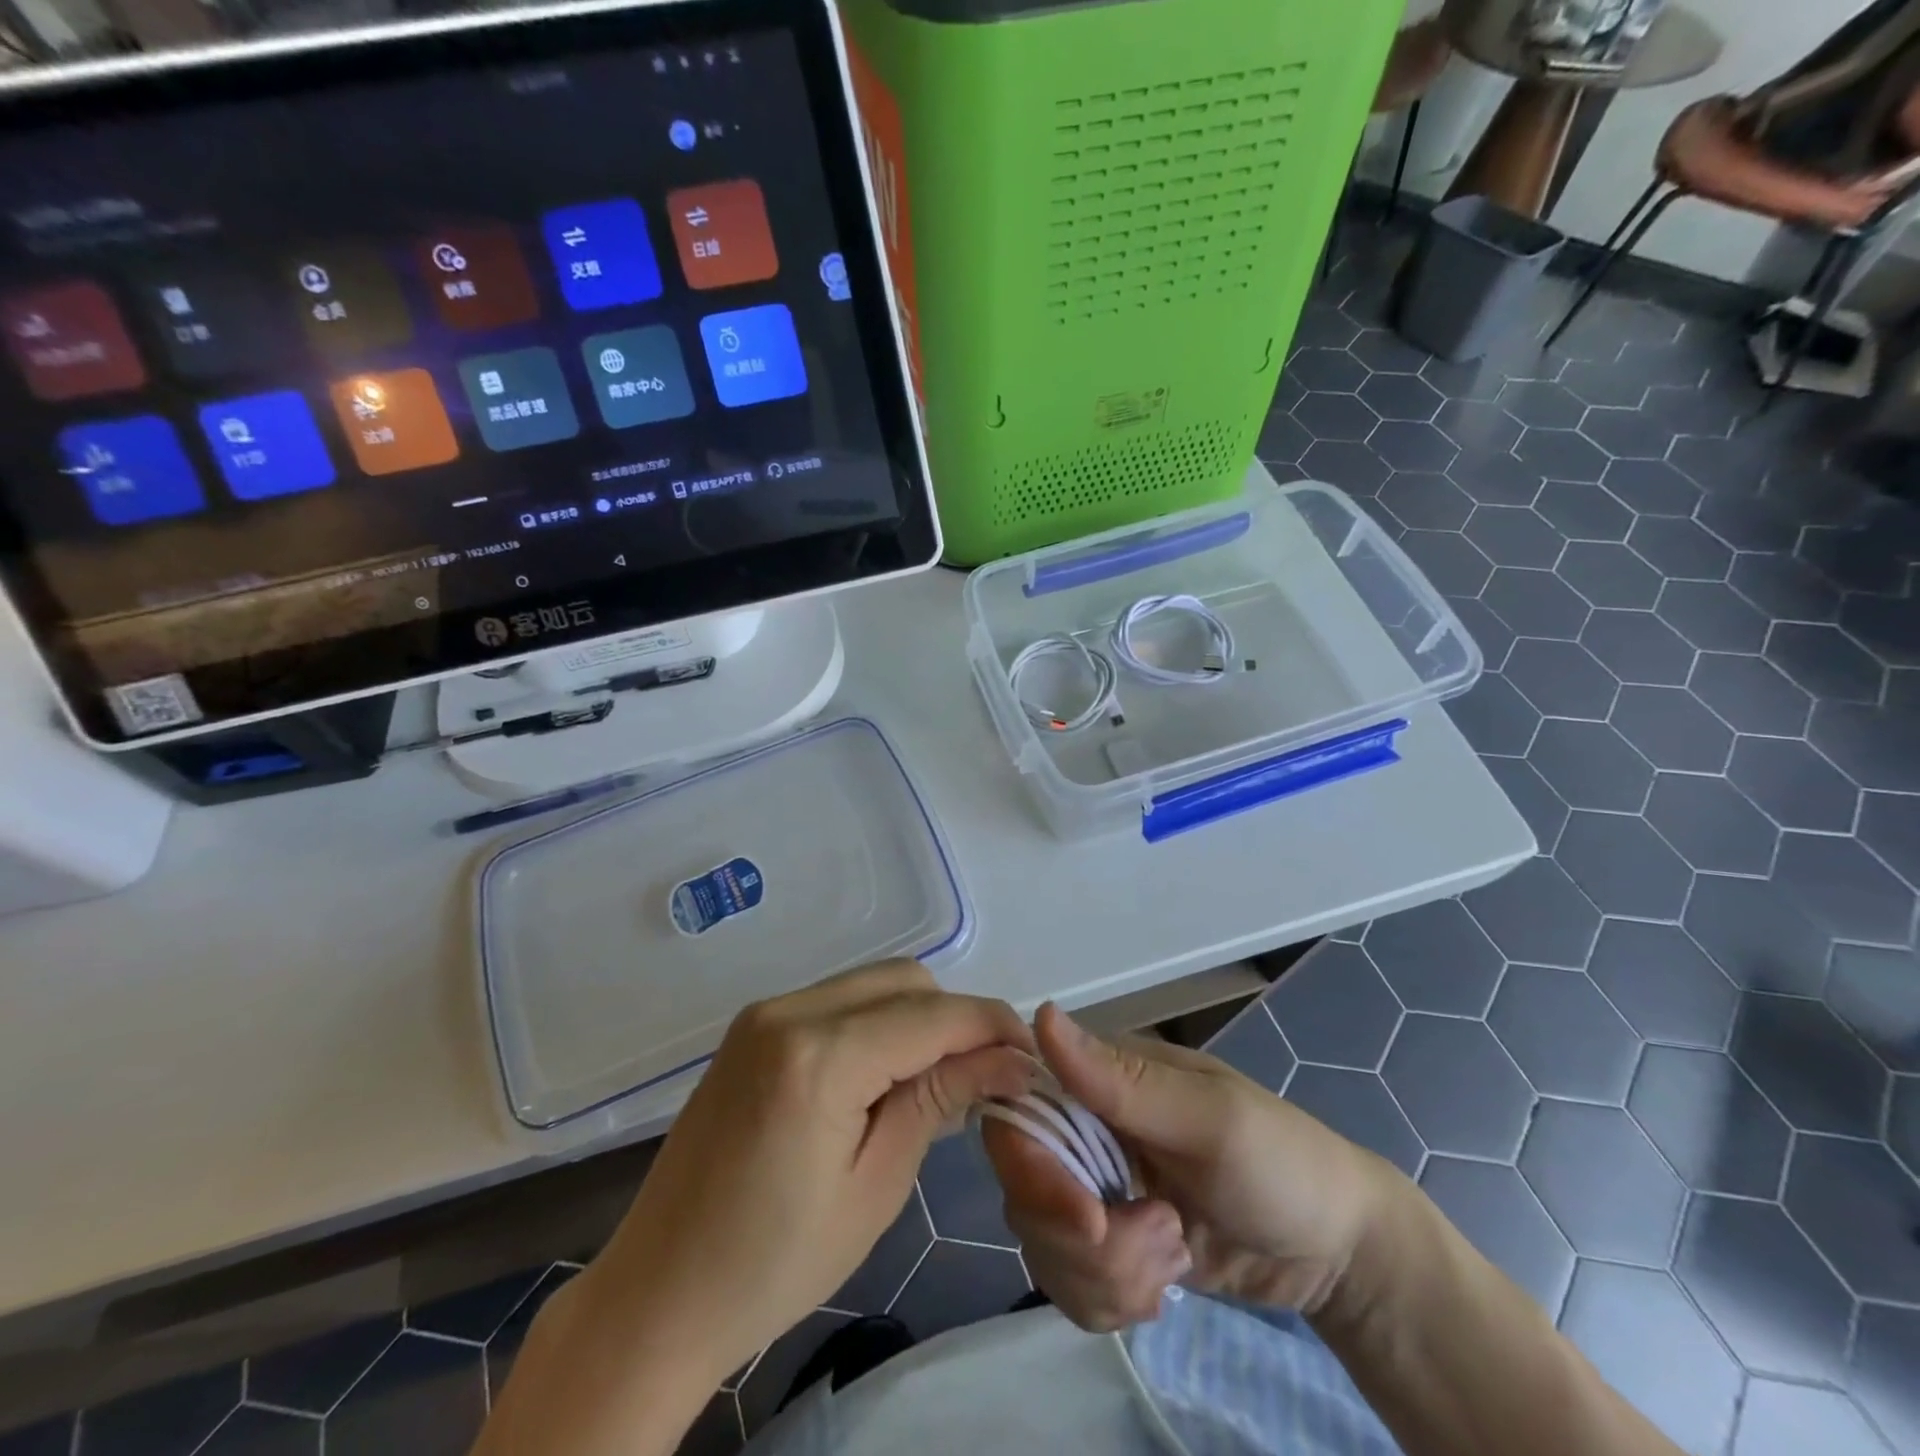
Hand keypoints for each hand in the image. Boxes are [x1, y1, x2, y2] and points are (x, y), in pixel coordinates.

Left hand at [585, 962, 1035, 1382]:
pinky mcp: (753, 1026)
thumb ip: (940, 1100)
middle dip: (955, 1019)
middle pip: (905, 981)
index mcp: (818, 1057)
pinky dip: (877, 1022)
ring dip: (917, 1018)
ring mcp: (765, 1012)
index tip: (1031, 1059)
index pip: (932, 1015)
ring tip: (937, 1080)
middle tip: (984, 1077)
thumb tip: (1009, 1059)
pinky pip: (837, 1000)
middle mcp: (789, 1010)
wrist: (658, 1293)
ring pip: (873, 983)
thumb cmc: (774, 1264)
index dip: (991, 1027)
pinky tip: (884, 1074)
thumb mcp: (876, 1186)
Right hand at [982, 1004, 1397, 1331]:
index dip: (1031, 1170)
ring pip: (1043, 1242)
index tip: (1087, 1218)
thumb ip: (1122, 1080)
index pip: (1019, 1112)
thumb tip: (1038, 1015)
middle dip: (1084, 1239)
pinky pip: (1066, 1280)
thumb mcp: (1211, 1119)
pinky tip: (1160, 1286)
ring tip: (1173, 1259)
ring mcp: (1094, 1187)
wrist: (1337, 1254)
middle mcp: (1085, 1127)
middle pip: (1025, 1188)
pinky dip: (1108, 1299)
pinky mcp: (1107, 1243)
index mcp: (1101, 1079)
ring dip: (1106, 1274)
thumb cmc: (1284, 1163)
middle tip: (1162, 1242)